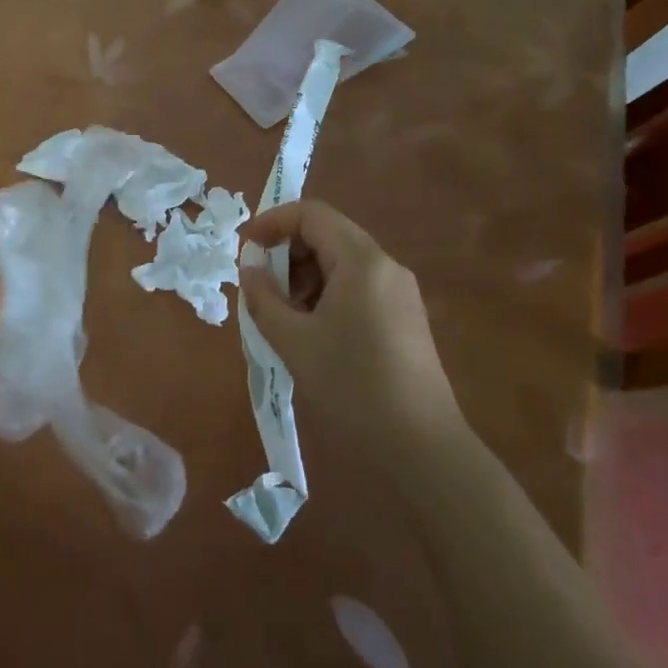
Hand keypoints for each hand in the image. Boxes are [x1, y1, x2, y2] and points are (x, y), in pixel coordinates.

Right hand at [238, 199, 463, 463]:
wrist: (423, 452)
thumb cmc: (352, 386)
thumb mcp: (293, 340)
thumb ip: (263, 296)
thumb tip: (249, 265)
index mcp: (362, 261)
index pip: (311, 214)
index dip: (272, 222)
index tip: (245, 249)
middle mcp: (386, 267)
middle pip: (328, 235)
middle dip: (288, 253)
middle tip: (261, 288)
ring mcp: (400, 294)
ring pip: (342, 263)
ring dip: (305, 277)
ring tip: (282, 316)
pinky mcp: (405, 320)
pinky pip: (357, 288)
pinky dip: (326, 295)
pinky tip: (311, 333)